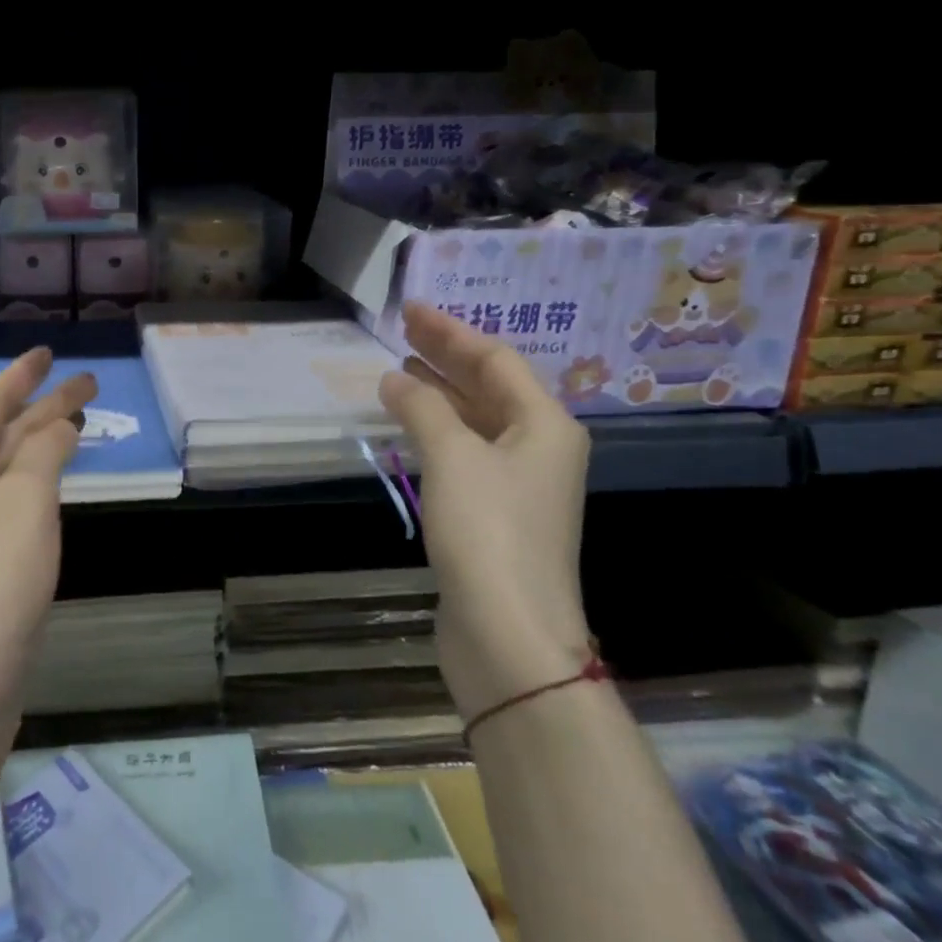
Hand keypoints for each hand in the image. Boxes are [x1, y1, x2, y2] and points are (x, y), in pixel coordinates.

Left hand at [0, 348, 97, 730]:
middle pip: (2, 431)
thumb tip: (57, 425)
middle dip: (42, 404)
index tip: (48, 353)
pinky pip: (16, 500)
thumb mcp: (25, 497)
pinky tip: (59, 482)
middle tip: (87, 385)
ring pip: (10, 466)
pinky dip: (41, 479)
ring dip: (42, 441)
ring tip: (78, 422)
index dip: (19, 375)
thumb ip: (43, 451)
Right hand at [378, 302, 592, 714]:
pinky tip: (409, 426)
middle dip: (446, 357)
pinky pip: (465, 453)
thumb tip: (395, 378)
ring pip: (477, 421)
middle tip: (401, 332)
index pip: (496, 360)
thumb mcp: (452, 457)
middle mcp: (540, 447)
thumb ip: (422, 407)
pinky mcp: (495, 514)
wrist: (508, 631)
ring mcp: (519, 484)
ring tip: (400, 371)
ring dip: (439, 394)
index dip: (452, 332)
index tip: (411, 310)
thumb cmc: (488, 532)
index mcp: (546, 425)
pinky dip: (437, 431)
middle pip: (490, 387)